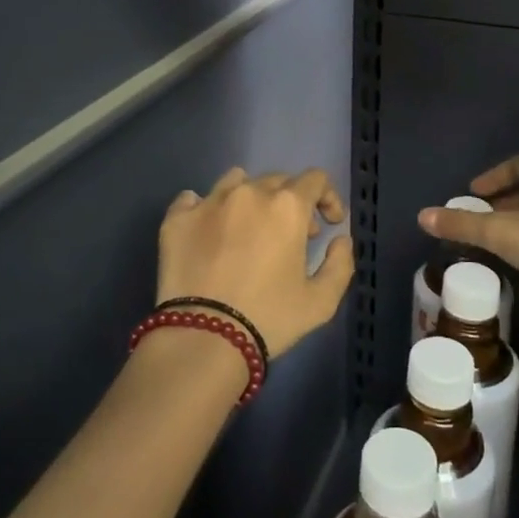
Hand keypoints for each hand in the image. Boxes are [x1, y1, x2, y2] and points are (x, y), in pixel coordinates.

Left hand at [158, 166, 355, 359]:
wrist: (203, 338)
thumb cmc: (268, 318)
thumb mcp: (321, 302)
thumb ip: (340, 264)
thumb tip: (340, 239)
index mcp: (287, 206)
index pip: (315, 179)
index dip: (328, 197)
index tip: (328, 223)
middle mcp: (248, 193)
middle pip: (277, 180)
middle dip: (291, 202)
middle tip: (292, 235)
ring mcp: (209, 202)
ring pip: (235, 181)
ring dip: (250, 198)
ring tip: (248, 227)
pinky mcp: (177, 218)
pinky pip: (193, 198)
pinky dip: (205, 208)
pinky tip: (208, 231)